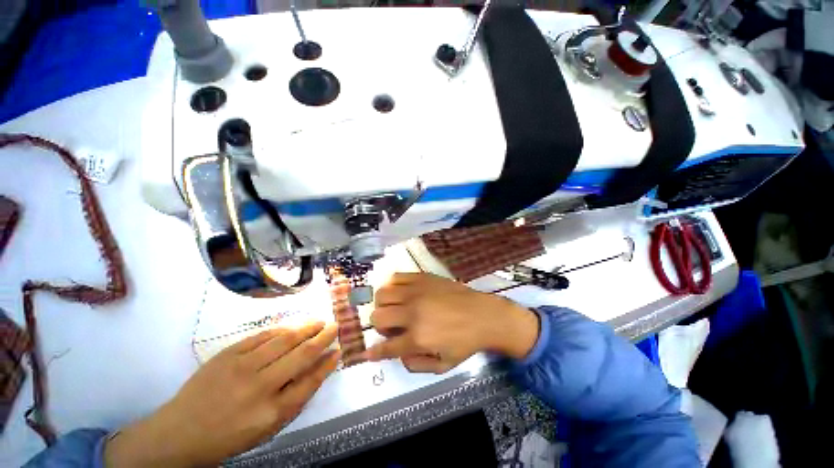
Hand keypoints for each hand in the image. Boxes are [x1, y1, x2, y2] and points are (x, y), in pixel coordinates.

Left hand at [104, 321, 339, 467]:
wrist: (180, 432)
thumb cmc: (230, 435)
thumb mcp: (268, 427)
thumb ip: (297, 396)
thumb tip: (320, 367)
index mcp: (270, 413)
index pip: (309, 381)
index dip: (327, 363)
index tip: (338, 349)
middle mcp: (259, 388)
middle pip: (301, 355)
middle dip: (322, 338)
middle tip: (334, 326)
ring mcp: (241, 368)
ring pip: (284, 340)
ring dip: (305, 328)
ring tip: (318, 322)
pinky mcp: (227, 354)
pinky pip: (262, 336)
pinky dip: (281, 329)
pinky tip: (292, 326)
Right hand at [364, 273, 538, 373]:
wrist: (482, 314)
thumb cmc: (465, 342)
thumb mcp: (443, 365)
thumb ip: (416, 364)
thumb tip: (399, 354)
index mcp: (417, 338)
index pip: (386, 347)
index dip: (373, 353)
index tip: (366, 353)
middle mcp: (412, 312)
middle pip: (377, 317)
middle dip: (380, 326)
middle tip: (392, 327)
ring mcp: (416, 292)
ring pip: (382, 294)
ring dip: (383, 305)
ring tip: (395, 308)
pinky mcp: (422, 278)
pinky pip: (396, 277)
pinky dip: (392, 286)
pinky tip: (401, 292)